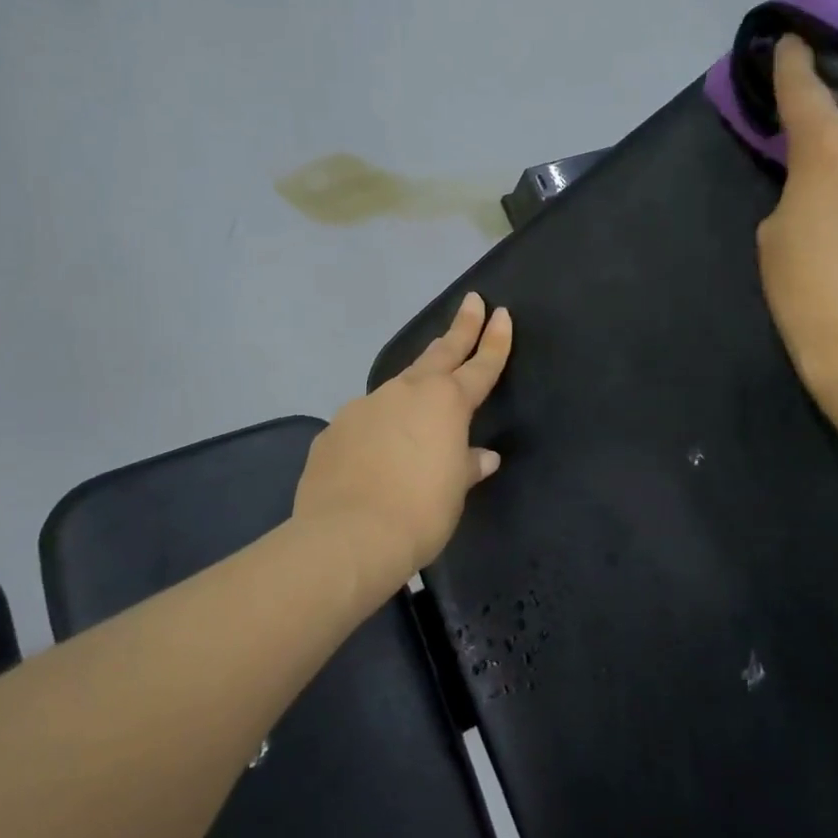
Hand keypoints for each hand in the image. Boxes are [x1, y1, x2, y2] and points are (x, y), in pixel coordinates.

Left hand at [293, 292, 512, 577]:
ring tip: (423, 388)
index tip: (501, 313)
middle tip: (472, 301)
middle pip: (440, 353)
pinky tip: (378, 448)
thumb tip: (482, 456)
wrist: (348, 536)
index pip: (480, 366)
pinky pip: (367, 419)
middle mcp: (406, 393)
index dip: (494, 341)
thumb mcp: (454, 490)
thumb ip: (467, 465)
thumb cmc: (420, 513)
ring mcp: (366, 406)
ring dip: (416, 380)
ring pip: (400, 384)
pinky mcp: (336, 428)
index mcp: (446, 404)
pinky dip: (380, 424)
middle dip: (460, 327)